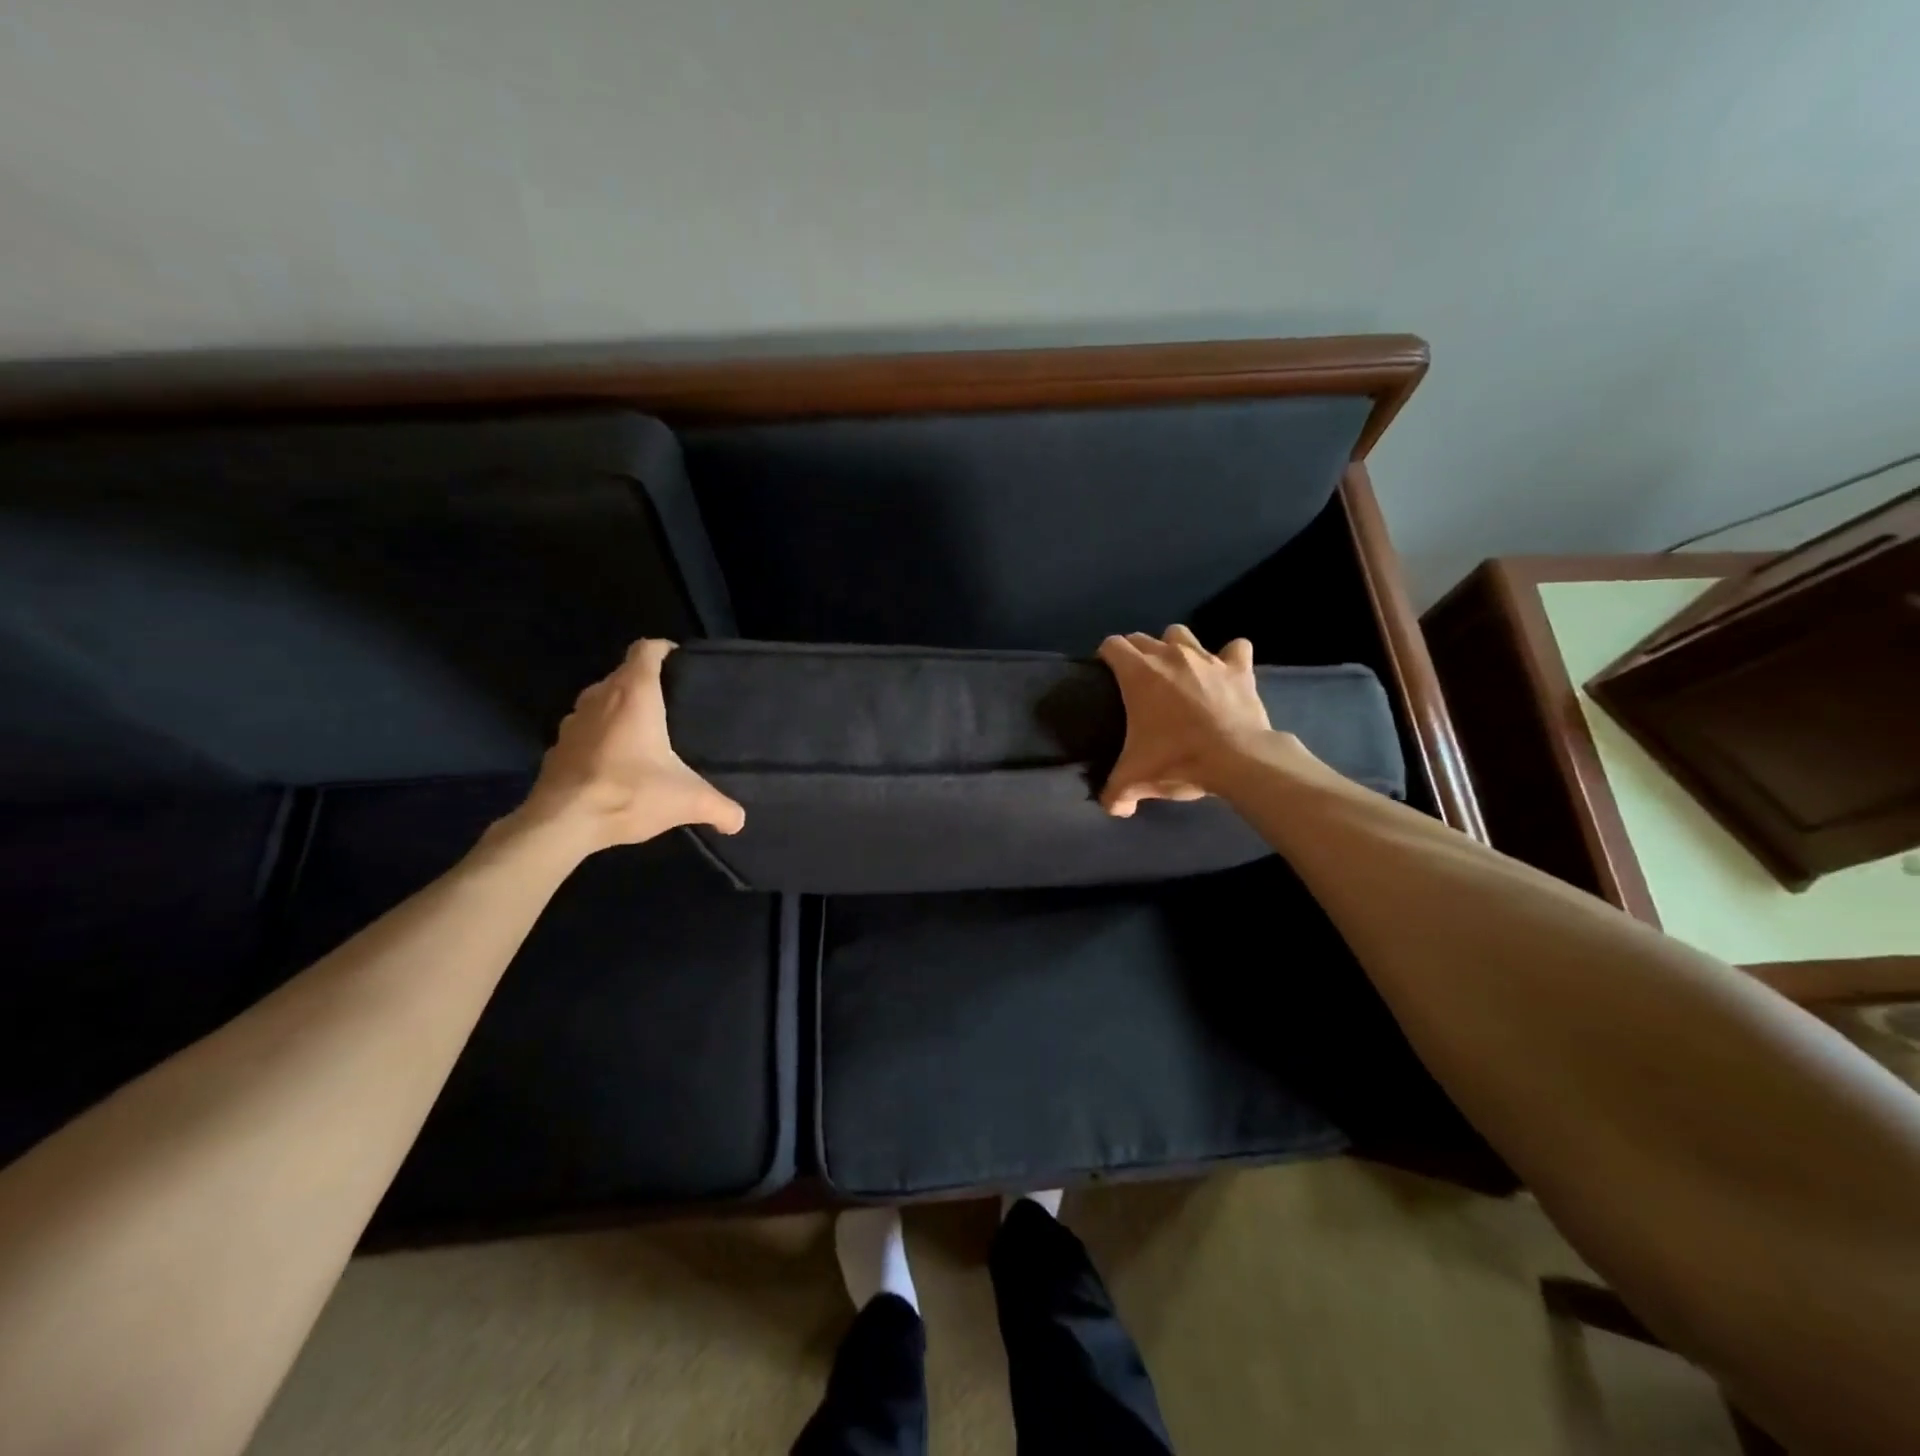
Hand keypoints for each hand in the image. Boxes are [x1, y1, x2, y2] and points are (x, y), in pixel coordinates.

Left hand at [519, 639, 744, 851]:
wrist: (562, 823)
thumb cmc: (629, 793)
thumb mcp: (688, 801)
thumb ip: (720, 807)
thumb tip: (740, 820)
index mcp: (634, 694)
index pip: (646, 650)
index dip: (664, 650)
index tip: (681, 663)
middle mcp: (600, 697)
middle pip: (624, 674)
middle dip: (646, 683)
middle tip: (672, 705)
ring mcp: (573, 721)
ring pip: (601, 701)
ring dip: (620, 710)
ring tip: (644, 733)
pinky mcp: (557, 747)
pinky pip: (585, 730)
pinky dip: (600, 737)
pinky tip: (615, 763)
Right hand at [1097, 625, 1274, 817]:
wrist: (1236, 759)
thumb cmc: (1177, 760)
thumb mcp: (1136, 780)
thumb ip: (1115, 793)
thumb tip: (1111, 808)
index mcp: (1138, 673)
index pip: (1112, 645)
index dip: (1106, 656)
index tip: (1107, 674)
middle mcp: (1169, 655)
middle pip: (1143, 638)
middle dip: (1136, 653)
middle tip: (1137, 681)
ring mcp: (1206, 658)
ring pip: (1181, 634)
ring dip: (1175, 647)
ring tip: (1177, 671)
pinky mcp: (1237, 668)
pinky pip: (1234, 649)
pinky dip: (1229, 657)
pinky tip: (1225, 671)